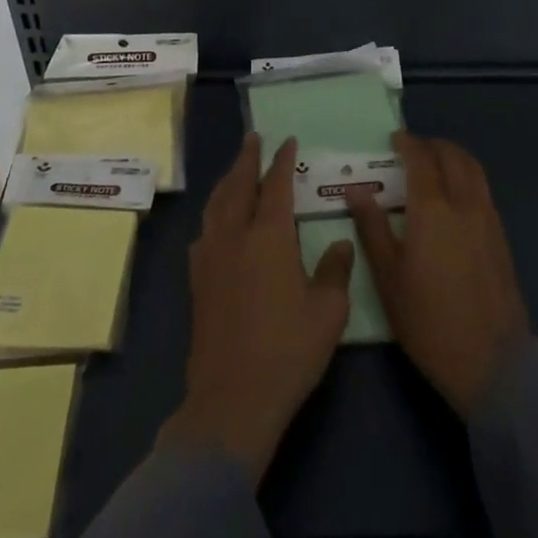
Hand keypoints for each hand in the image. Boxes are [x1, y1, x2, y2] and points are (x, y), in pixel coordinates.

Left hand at [158, 133, 353, 483]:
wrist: (232, 399)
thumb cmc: (288, 351)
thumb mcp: (327, 312)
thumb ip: (335, 270)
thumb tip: (340, 242)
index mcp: (269, 236)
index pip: (276, 185)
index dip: (282, 161)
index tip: (287, 142)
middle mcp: (235, 236)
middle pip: (238, 185)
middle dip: (247, 158)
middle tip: (253, 138)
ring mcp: (210, 258)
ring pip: (216, 205)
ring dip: (227, 181)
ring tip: (235, 170)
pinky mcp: (197, 281)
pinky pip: (204, 232)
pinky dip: (213, 214)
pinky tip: (217, 222)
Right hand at [348, 132, 529, 417]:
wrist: (492, 363)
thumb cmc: (428, 322)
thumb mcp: (388, 278)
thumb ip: (372, 228)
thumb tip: (356, 191)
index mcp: (432, 209)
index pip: (421, 159)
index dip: (407, 143)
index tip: (394, 139)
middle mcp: (464, 203)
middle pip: (452, 156)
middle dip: (432, 145)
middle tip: (412, 149)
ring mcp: (488, 218)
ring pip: (474, 169)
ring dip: (453, 156)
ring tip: (435, 164)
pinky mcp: (501, 236)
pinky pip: (483, 189)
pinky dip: (467, 176)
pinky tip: (454, 196)